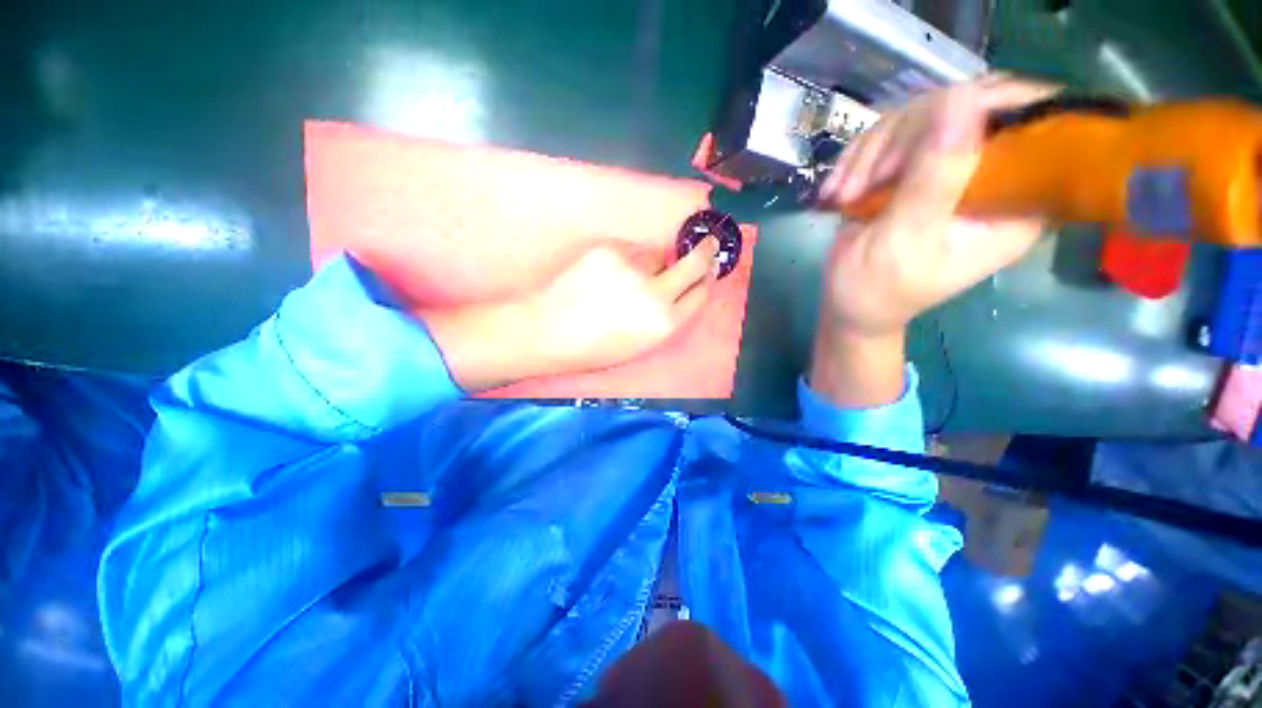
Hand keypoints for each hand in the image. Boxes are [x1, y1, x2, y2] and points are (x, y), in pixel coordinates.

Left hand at [426, 238, 718, 391]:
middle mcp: (656, 293)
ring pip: (657, 255)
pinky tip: (604, 275)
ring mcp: (633, 267)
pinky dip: (624, 258)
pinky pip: (629, 250)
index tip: (708, 272)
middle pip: (695, 263)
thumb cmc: (594, 349)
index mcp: (664, 325)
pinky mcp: (610, 249)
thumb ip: (665, 318)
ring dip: (652, 262)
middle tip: (709, 244)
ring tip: (625, 279)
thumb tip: (679, 290)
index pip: (700, 294)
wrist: (547, 331)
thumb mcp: (639, 345)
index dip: (705, 281)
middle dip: (705, 253)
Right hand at [809, 76, 1057, 406]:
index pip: (1041, 121)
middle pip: (976, 107)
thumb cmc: (877, 289)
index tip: (936, 120)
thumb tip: (963, 105)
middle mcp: (999, 176)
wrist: (851, 305)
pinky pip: (900, 135)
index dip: (997, 100)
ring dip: (877, 148)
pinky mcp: (921, 171)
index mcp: (1018, 200)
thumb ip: (937, 178)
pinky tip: (842, 187)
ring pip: (929, 116)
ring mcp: (957, 170)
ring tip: (843, 191)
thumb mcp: (904, 241)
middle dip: (912, 132)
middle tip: (865, 177)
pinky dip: (865, 155)